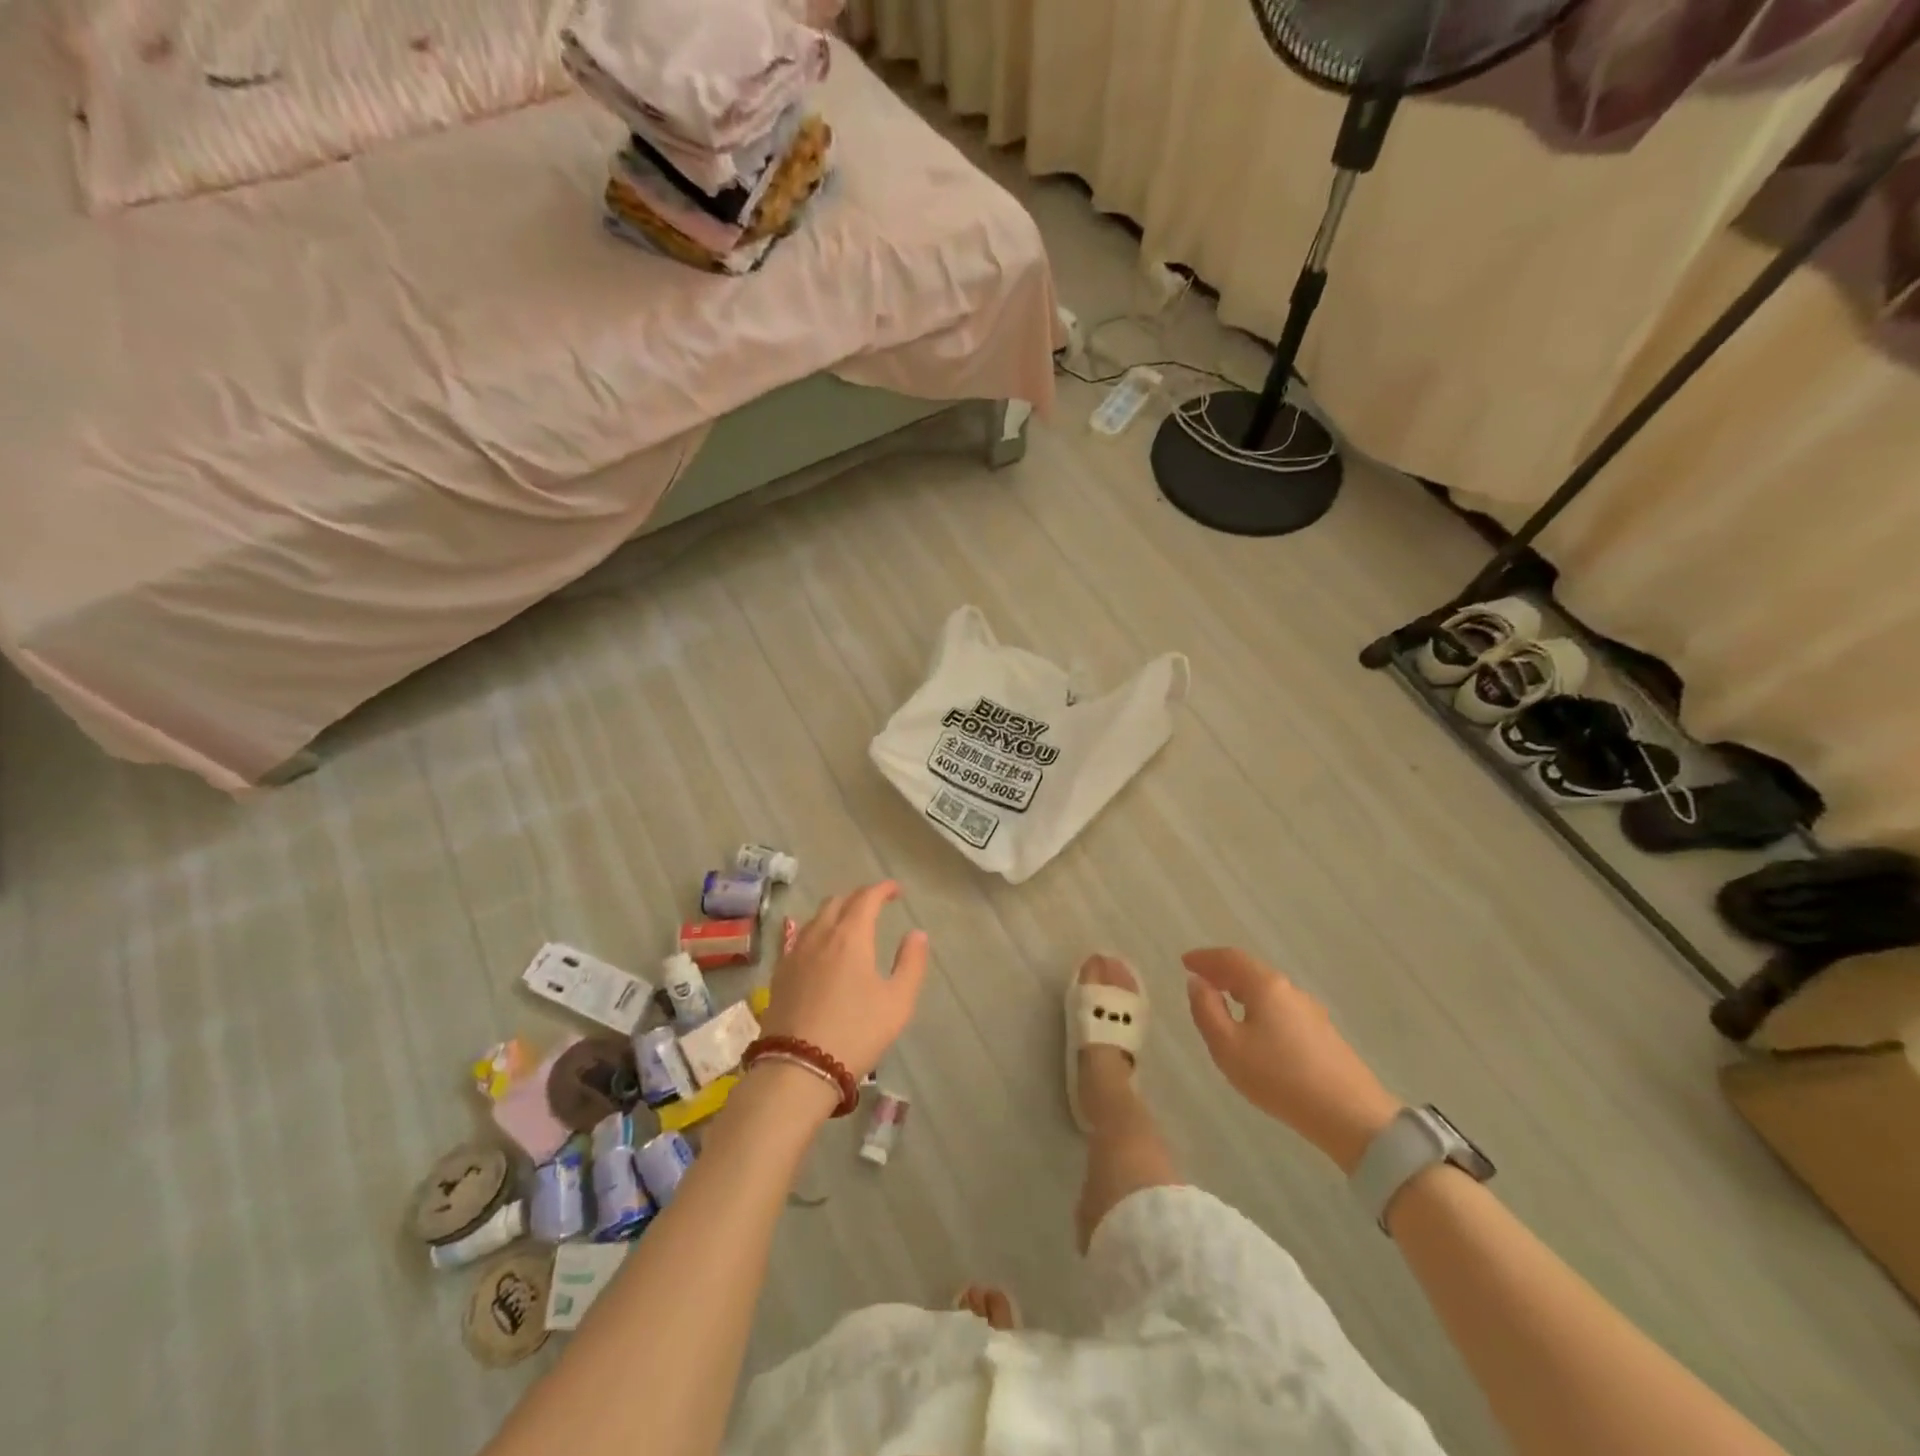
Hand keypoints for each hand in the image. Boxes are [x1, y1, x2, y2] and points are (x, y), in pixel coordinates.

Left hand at [759, 882, 928, 1079]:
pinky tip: (821, 950)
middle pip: (837, 902)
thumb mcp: (897, 1002)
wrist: (797, 1068)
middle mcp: (820, 935)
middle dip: (858, 898)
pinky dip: (816, 933)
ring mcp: (794, 954)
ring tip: (849, 926)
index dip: (883, 889)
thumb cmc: (855, 1033)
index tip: (896, 890)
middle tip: (875, 908)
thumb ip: (911, 963)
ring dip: (835, 913)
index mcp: (850, 936)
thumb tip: (916, 933)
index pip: (866, 897)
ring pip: (815, 919)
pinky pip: (799, 938)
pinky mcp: (779, 974)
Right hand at [1184, 947, 1403, 1172]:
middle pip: (1250, 970)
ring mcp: (1310, 1011)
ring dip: (1241, 989)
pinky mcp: (1322, 1033)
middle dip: (1222, 971)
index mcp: (1265, 986)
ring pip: (1267, 990)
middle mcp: (1289, 990)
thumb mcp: (1227, 1046)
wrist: (1351, 1116)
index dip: (1205, 957)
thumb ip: (1206, 1010)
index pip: (1230, 958)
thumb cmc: (1279, 1077)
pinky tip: (1255, 1027)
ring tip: (1222, 1001)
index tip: (1184, 961)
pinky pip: (1280, 1007)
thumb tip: (1197, 983)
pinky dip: (1258, 1005)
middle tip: (1199, 979)